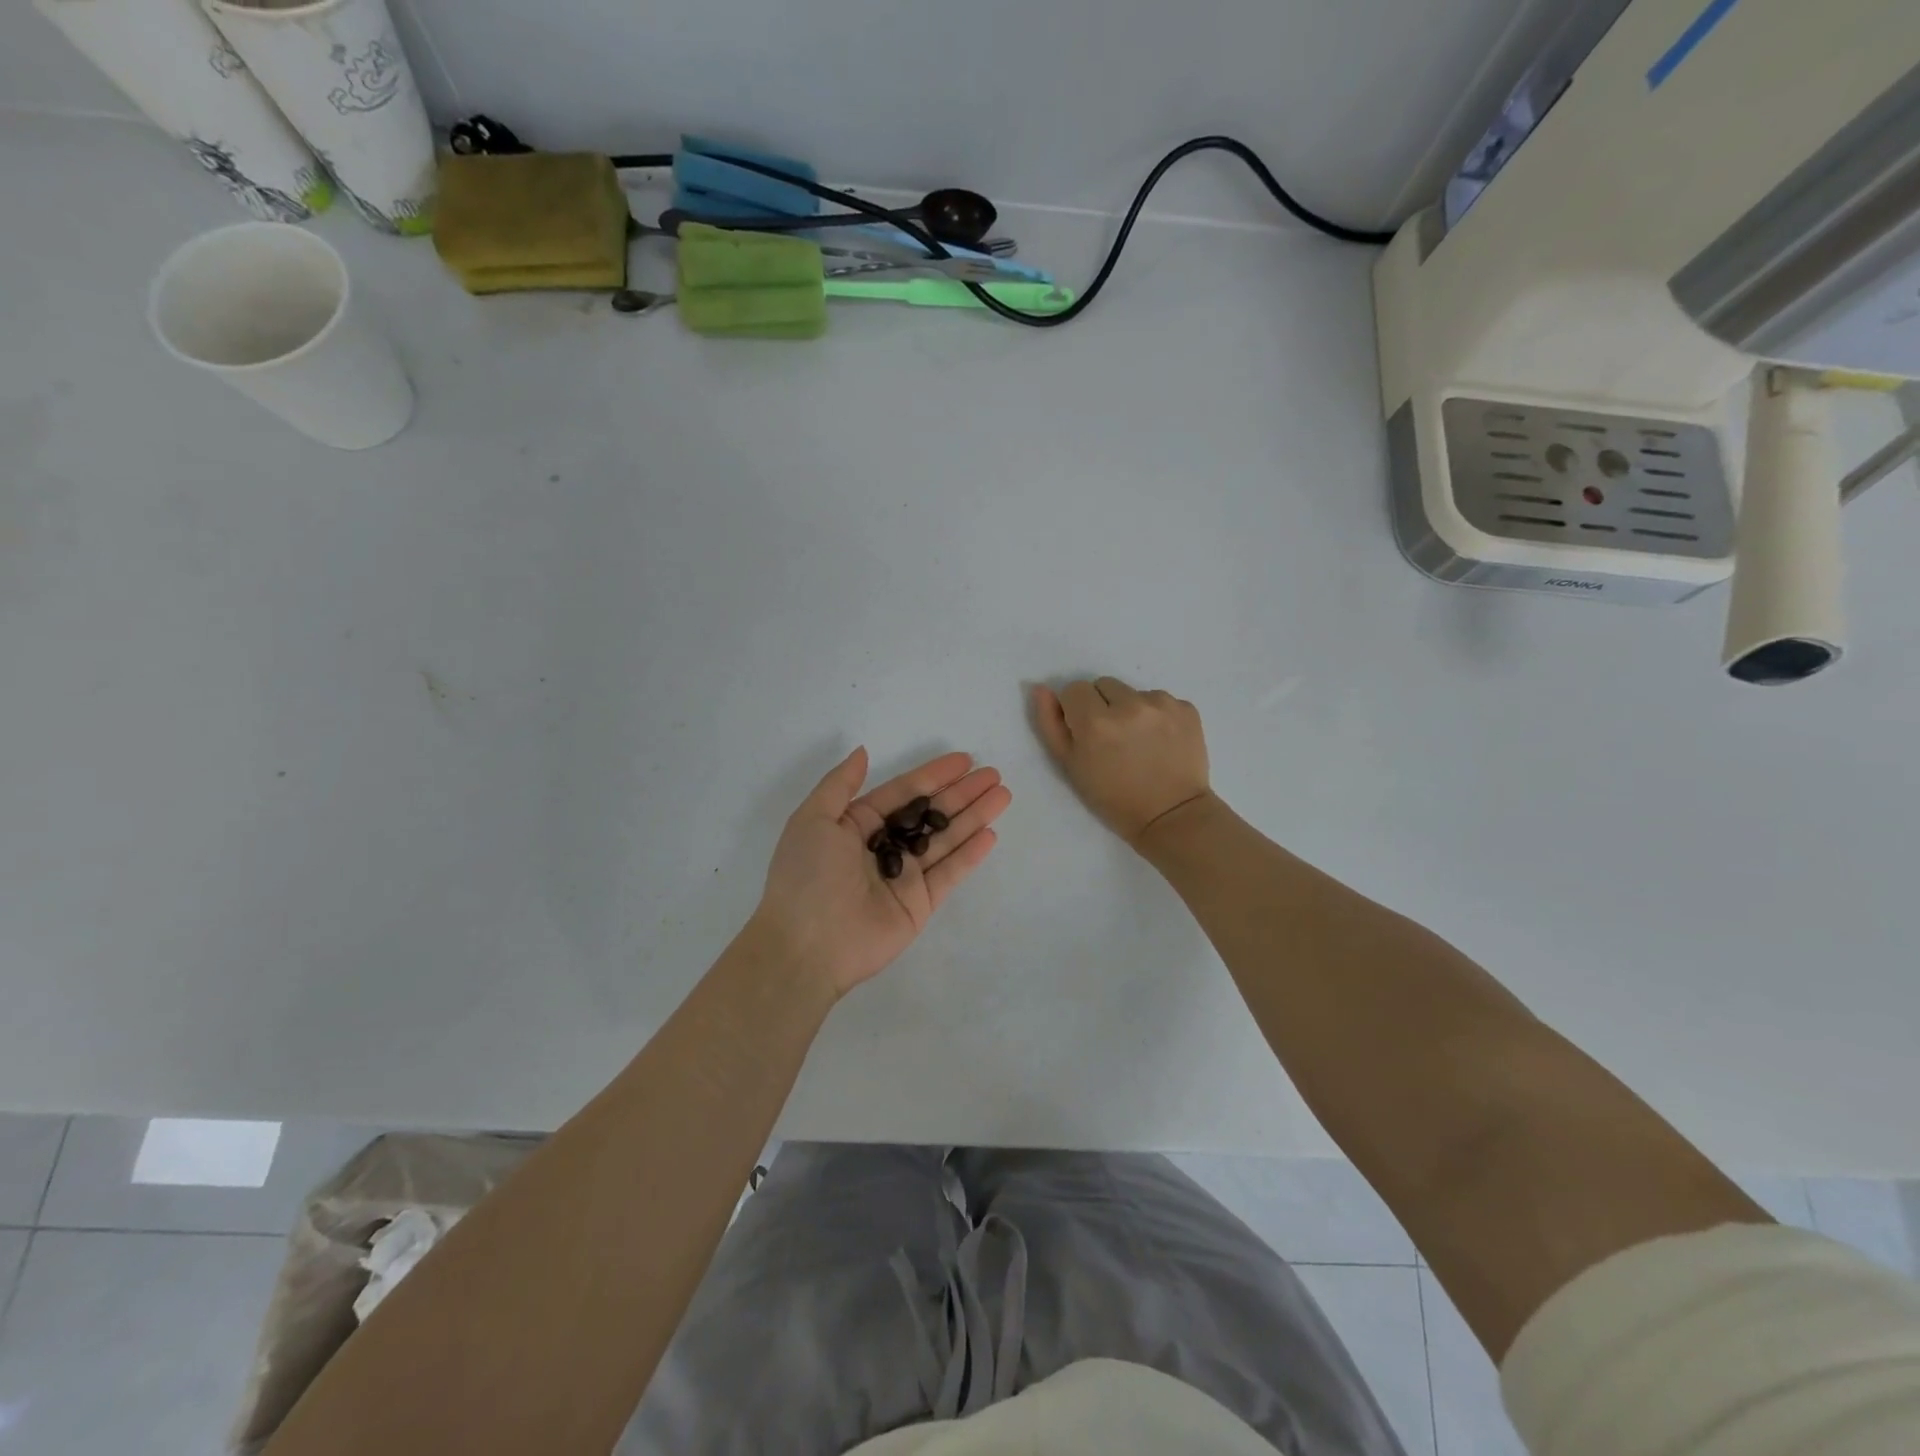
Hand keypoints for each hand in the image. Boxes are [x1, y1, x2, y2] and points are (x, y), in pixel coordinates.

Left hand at [751, 747, 1010, 997]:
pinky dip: (970, 855)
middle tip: (994, 775)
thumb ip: (841, 784)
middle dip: (962, 794)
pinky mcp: (919, 905)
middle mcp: (883, 848)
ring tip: (1003, 795)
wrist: (806, 945)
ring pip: (945, 840)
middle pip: (930, 814)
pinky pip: (948, 874)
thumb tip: (863, 751)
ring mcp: (904, 877)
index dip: (933, 776)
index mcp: (856, 825)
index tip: (964, 760)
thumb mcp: (813, 818)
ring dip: (974, 817)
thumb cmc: (807, 875)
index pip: (903, 793)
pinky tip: (990, 834)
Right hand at [1032, 677, 1211, 846]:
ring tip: (1139, 742)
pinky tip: (1160, 742)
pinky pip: (1161, 701)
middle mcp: (1130, 705)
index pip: (1074, 689)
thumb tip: (1041, 689)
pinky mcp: (1187, 708)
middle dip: (1103, 706)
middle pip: (1104, 685)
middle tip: (1113, 739)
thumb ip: (1051, 724)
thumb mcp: (1071, 766)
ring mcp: (1162, 704)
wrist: (1171, 816)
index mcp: (1095, 721)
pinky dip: (1158, 716)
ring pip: (1133, 692)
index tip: (1087, 733)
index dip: (1077, 711)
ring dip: (1131, 709)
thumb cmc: (1113, 798)